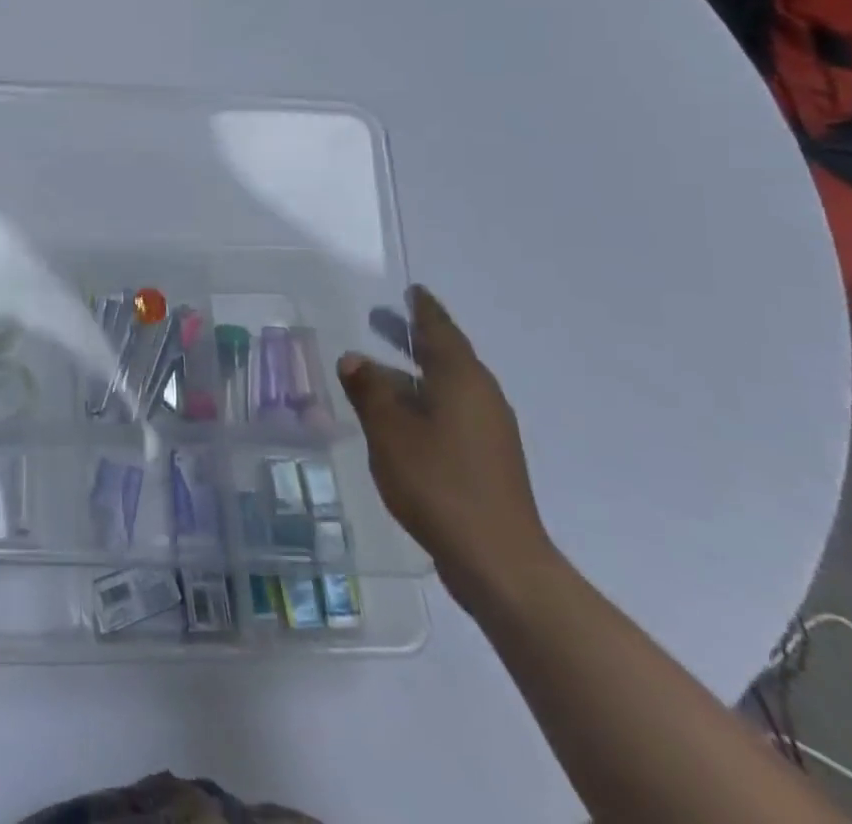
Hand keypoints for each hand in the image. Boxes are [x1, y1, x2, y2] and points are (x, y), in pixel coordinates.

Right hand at [337, 288, 555, 610]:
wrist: (497, 561)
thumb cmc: (439, 483)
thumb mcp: (389, 431)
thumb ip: (369, 390)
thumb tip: (354, 358)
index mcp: (462, 380)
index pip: (440, 330)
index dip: (423, 310)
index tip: (411, 291)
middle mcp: (481, 397)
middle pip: (444, 355)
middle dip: (412, 338)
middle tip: (379, 320)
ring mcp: (488, 431)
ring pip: (446, 387)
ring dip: (413, 373)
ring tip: (377, 371)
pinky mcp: (486, 459)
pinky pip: (450, 413)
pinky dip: (423, 401)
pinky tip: (398, 418)